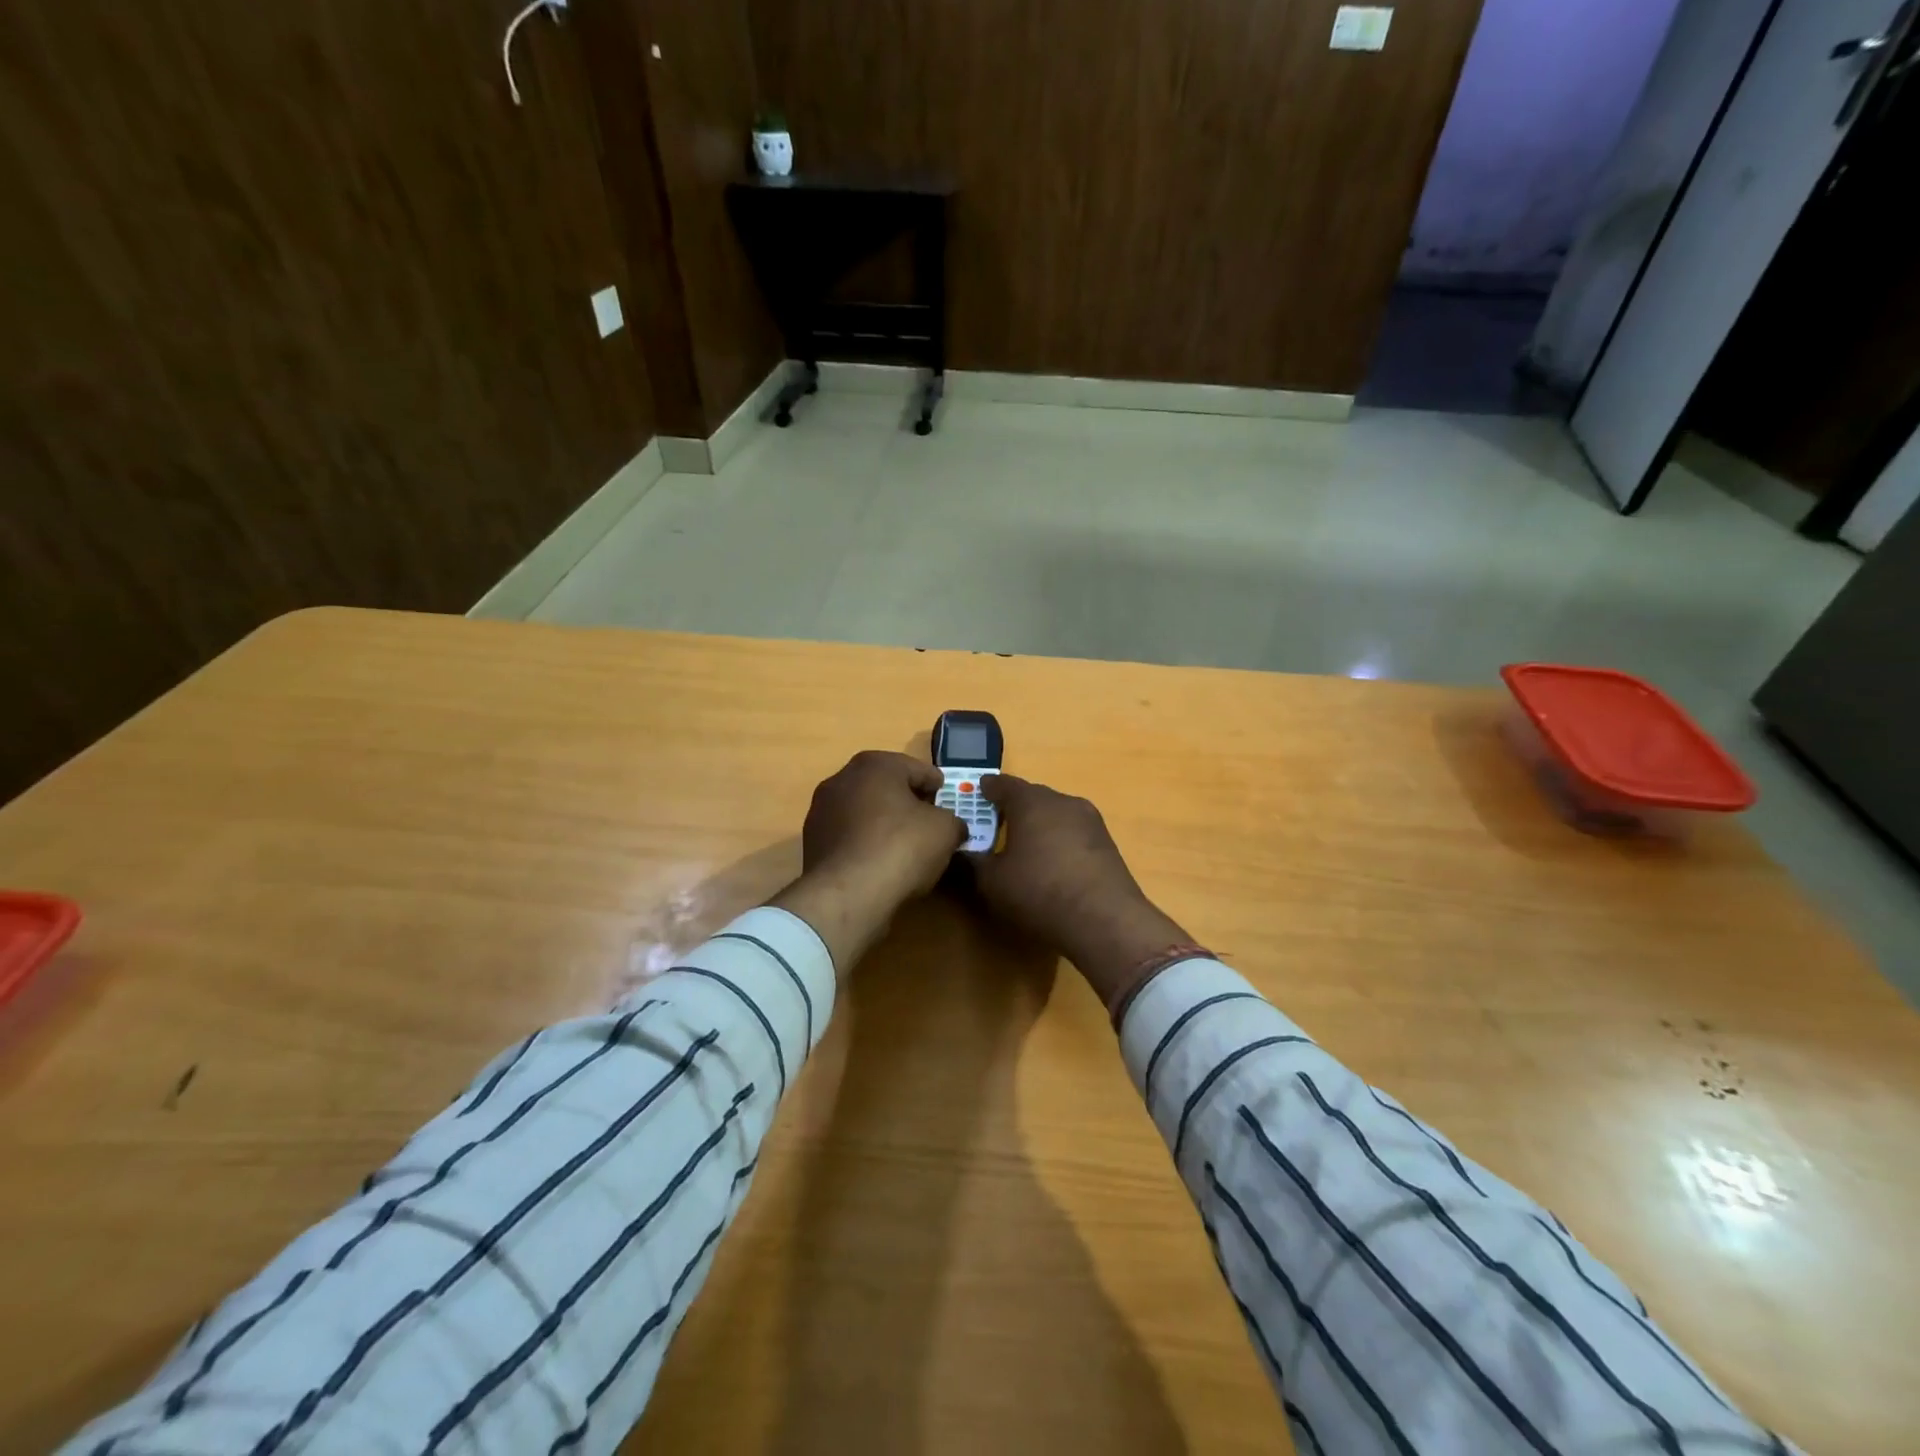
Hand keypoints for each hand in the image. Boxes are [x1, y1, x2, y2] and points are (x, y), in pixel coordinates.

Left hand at [772, 751, 966, 974]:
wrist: (848, 894)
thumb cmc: (902, 847)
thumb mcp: (945, 830)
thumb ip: (952, 821)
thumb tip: (952, 827)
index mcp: (874, 764)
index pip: (915, 768)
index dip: (936, 785)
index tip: (946, 799)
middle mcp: (841, 779)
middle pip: (885, 787)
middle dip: (907, 801)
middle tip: (929, 820)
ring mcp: (821, 811)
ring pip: (864, 811)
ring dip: (883, 823)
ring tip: (905, 846)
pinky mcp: (812, 842)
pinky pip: (849, 836)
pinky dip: (866, 843)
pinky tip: (881, 863)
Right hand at [967, 775, 1191, 1005]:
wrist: (1105, 920)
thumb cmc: (1040, 891)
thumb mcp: (992, 881)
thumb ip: (971, 862)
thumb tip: (957, 852)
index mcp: (1031, 801)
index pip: (1002, 784)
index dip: (986, 790)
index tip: (976, 795)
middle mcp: (1062, 800)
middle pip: (1031, 796)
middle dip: (1012, 808)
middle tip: (994, 824)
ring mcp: (1089, 820)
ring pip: (1055, 814)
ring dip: (1038, 824)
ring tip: (1023, 846)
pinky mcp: (1106, 842)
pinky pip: (1073, 832)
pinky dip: (1058, 840)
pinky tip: (1052, 863)